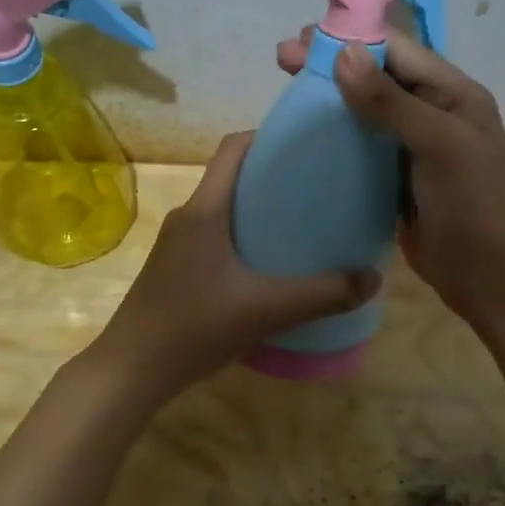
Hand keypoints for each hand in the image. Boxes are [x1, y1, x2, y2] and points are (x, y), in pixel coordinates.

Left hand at [88, 131, 381, 401]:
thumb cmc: (194, 327)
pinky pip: (215, 235)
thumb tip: (373, 277)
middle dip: (273, 174)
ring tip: (302, 223)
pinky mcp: (176, 267)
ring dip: (259, 208)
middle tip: (319, 187)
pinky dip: (244, 236)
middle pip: (232, 176)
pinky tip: (270, 264)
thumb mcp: (266, 310)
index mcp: (204, 210)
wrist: (131, 370)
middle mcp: (188, 216)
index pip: (233, 148)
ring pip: (224, 208)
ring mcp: (178, 243)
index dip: (268, 135)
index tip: (308, 144)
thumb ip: (322, 294)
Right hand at [276, 26, 504, 328]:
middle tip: (283, 57)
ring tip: (285, 86)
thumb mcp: (437, 145)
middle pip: (377, 76)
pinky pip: (360, 145)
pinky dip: (334, 133)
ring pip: (365, 109)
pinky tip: (305, 131)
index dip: (352, 39)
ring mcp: (411, 146)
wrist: (488, 278)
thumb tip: (343, 54)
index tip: (304, 39)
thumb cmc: (472, 205)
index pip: (398, 51)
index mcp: (453, 94)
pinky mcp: (393, 176)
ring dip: (329, 96)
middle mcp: (432, 112)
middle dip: (332, 63)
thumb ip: (391, 101)